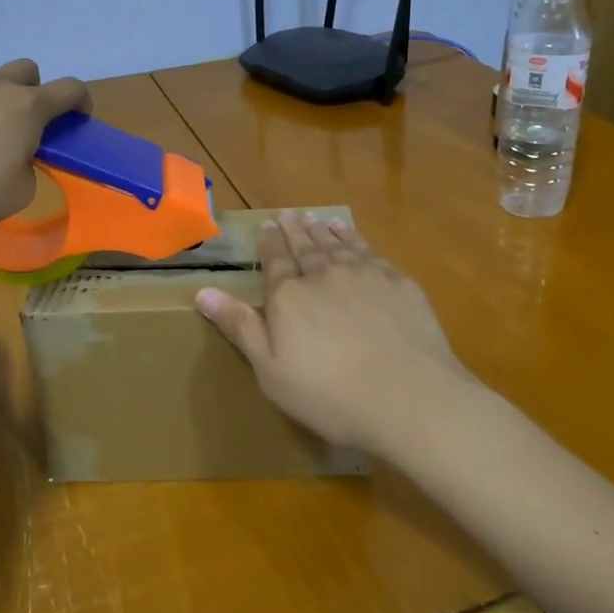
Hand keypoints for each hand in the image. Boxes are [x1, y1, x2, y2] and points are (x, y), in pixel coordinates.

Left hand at [0, 60, 89, 247]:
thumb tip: (17, 155)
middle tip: (30, 129)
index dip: (82, 103)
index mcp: (26, 107)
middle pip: (28, 71)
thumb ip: (30, 165)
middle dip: (38, 93)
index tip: (79, 122)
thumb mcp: (20, 192)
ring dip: (1, 100)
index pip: (69, 88)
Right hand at [195, 210, 476, 460]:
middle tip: (288, 214)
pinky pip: (371, 252)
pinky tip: (354, 236)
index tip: (266, 226)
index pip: (274, 261)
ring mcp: (365, 276)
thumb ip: (240, 327)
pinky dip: (357, 239)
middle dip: (294, 230)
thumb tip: (202, 291)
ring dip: (324, 231)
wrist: (411, 398)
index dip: (269, 243)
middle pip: (305, 247)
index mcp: (289, 297)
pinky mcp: (399, 284)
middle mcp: (324, 276)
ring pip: (338, 244)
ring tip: (316, 218)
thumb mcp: (271, 371)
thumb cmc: (331, 396)